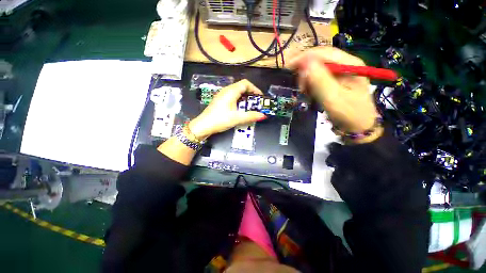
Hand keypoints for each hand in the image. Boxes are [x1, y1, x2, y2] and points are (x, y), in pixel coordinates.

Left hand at [188, 79, 266, 139]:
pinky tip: (240, 109)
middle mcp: (226, 90)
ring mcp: (222, 95)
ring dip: (245, 98)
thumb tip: (263, 116)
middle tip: (257, 103)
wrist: (204, 126)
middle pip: (242, 87)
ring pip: (237, 92)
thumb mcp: (237, 118)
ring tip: (250, 106)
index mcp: (231, 91)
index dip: (255, 89)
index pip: (246, 83)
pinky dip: (239, 101)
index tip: (260, 97)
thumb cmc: (220, 120)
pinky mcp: (220, 101)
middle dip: (251, 94)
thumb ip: (251, 116)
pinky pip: (232, 97)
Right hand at [288, 47, 381, 142]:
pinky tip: (311, 92)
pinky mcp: (336, 80)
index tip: (288, 67)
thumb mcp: (333, 98)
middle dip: (305, 71)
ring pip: (317, 68)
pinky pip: (318, 77)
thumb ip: (320, 80)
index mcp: (350, 64)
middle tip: (300, 87)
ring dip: (307, 79)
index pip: (323, 52)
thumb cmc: (348, 114)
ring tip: (306, 92)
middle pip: (319, 59)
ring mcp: (341, 72)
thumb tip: (305, 62)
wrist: (358, 127)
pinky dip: (311, 84)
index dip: (304, 57)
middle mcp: (346, 64)